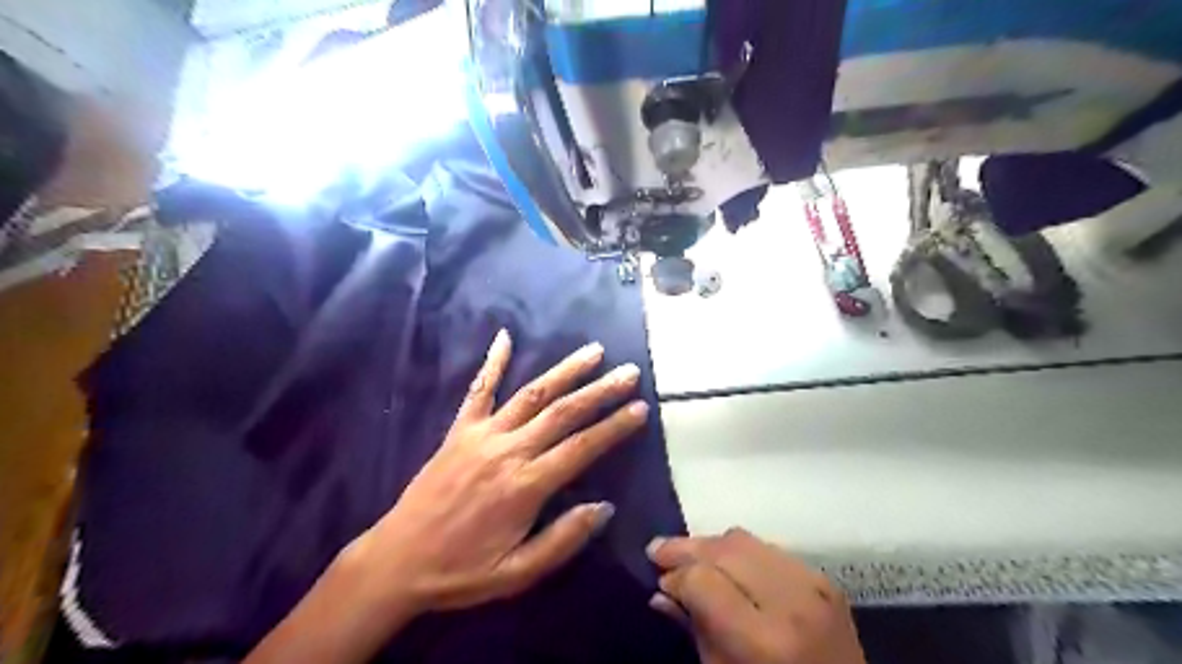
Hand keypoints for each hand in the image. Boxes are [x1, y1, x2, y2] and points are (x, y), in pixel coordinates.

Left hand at [350, 333, 651, 617]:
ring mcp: (481, 435)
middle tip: (629, 372)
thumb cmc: (461, 572)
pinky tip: (505, 337)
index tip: (641, 407)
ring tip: (594, 351)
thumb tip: (604, 507)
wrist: (397, 560)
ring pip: (531, 394)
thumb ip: (563, 540)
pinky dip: (492, 362)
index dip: (614, 427)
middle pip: (563, 412)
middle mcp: (508, 450)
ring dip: (565, 371)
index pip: (582, 447)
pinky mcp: (459, 430)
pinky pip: (478, 390)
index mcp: (525, 486)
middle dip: (601, 391)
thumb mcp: (517, 573)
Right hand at [645, 530, 865, 663]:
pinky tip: (727, 565)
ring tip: (688, 555)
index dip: (675, 577)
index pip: (703, 580)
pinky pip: (769, 548)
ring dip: (711, 545)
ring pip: (745, 540)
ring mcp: (814, 585)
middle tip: (658, 552)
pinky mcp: (825, 579)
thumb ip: (693, 629)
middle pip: (723, 549)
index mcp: (764, 640)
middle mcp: (791, 601)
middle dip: (686, 548)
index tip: (659, 582)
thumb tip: (661, 591)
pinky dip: (741, 552)